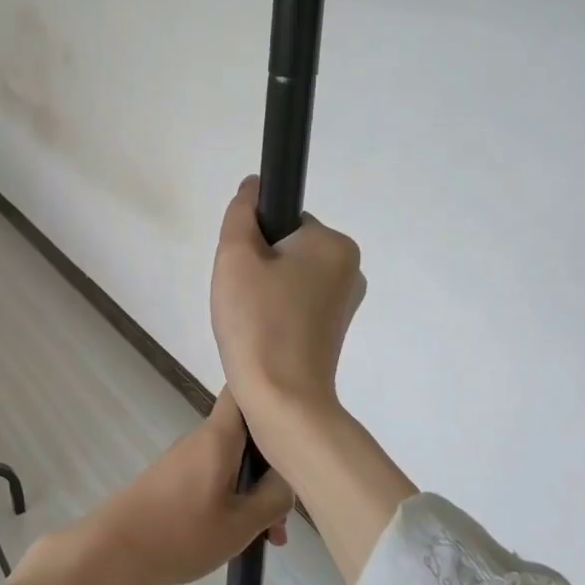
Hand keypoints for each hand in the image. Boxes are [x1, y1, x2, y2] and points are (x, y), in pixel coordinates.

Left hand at [7, 391, 293, 584]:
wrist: (115, 550)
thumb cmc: (182, 532)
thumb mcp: (242, 522)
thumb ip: (275, 496)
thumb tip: (290, 475)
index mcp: (219, 436)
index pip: (243, 391)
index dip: (271, 395)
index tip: (297, 418)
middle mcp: (202, 438)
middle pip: (248, 433)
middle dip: (273, 466)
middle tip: (287, 510)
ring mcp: (187, 458)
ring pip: (235, 461)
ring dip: (256, 490)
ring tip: (269, 537)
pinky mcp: (176, 479)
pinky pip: (217, 477)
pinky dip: (235, 499)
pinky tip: (243, 535)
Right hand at [210, 177, 364, 435]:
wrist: (282, 398)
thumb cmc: (257, 321)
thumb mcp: (235, 256)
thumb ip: (241, 213)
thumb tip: (253, 185)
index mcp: (333, 243)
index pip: (281, 221)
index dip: (251, 241)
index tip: (240, 272)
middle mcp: (349, 267)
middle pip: (285, 248)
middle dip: (257, 266)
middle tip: (240, 298)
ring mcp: (345, 302)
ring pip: (288, 277)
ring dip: (263, 291)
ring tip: (249, 320)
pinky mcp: (335, 329)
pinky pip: (296, 303)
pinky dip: (275, 312)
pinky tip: (261, 334)